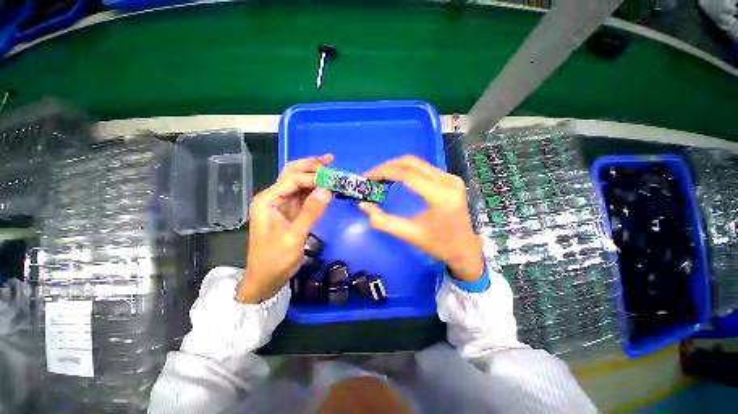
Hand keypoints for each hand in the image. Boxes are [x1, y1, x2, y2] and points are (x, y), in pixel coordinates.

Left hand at [236, 155, 332, 303]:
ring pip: (299, 182)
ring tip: (331, 168)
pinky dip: (315, 189)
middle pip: (292, 173)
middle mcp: (273, 197)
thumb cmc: (274, 259)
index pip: (293, 179)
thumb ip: (310, 212)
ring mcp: (282, 203)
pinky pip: (304, 195)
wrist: (266, 278)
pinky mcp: (291, 211)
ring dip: (314, 175)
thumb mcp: (294, 237)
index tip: (333, 179)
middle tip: (330, 159)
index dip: (313, 177)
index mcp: (268, 200)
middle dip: (311, 165)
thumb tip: (327, 190)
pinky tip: (326, 185)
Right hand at [358, 156, 483, 281]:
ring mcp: (452, 178)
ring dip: (396, 167)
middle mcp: (448, 181)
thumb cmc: (438, 245)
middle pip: (412, 163)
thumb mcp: (408, 234)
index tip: (367, 176)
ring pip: (418, 163)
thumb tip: (363, 205)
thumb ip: (383, 221)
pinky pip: (424, 168)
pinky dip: (406, 170)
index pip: (408, 175)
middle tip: (371, 176)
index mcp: (441, 196)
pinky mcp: (451, 179)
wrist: (465, 249)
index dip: (384, 172)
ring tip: (380, 176)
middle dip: (388, 166)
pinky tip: (396, 177)